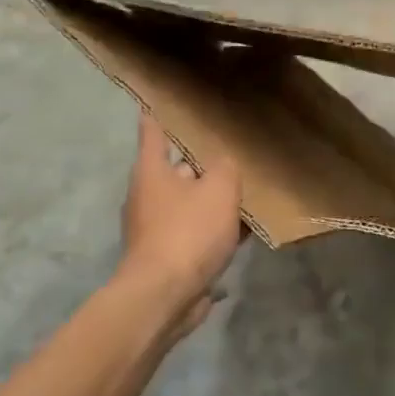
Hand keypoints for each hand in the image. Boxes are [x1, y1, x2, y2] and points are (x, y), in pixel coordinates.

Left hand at [118, 113, 243, 338]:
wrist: (164, 297)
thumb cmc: (188, 233)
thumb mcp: (219, 190)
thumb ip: (226, 168)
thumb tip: (225, 163)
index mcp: (152, 171)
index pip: (153, 131)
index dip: (159, 112)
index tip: (167, 98)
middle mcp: (148, 196)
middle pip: (177, 169)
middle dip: (203, 161)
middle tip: (232, 149)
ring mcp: (156, 228)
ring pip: (190, 202)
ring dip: (213, 199)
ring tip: (246, 190)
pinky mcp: (168, 256)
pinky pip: (196, 233)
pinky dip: (216, 229)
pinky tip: (244, 230)